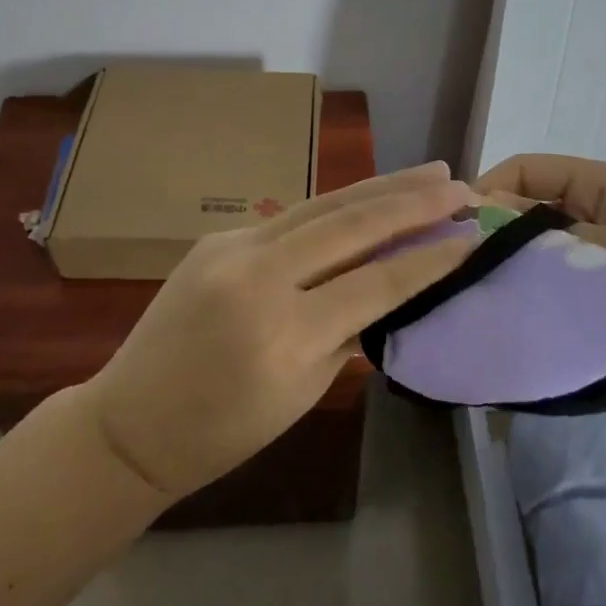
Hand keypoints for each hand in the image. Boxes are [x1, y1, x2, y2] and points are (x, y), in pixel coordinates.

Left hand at [81, 162, 475, 499]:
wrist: (131, 420)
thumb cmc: (223, 430)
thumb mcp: (301, 392)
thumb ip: (350, 333)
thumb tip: (394, 287)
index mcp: (285, 333)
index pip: (377, 282)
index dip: (432, 259)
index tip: (475, 236)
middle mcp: (259, 276)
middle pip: (352, 225)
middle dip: (413, 203)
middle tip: (462, 186)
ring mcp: (232, 247)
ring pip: (322, 205)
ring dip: (380, 187)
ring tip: (430, 174)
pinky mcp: (218, 237)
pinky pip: (290, 216)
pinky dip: (337, 205)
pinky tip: (368, 197)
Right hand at [475, 154, 605, 389]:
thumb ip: (537, 241)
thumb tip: (476, 226)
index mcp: (598, 182)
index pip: (525, 169)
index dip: (486, 189)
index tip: (454, 228)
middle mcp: (594, 206)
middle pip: (528, 206)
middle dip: (495, 231)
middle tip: (458, 268)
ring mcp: (599, 246)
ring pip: (539, 246)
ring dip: (514, 263)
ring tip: (478, 291)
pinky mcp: (604, 283)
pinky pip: (557, 276)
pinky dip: (535, 288)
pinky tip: (510, 310)